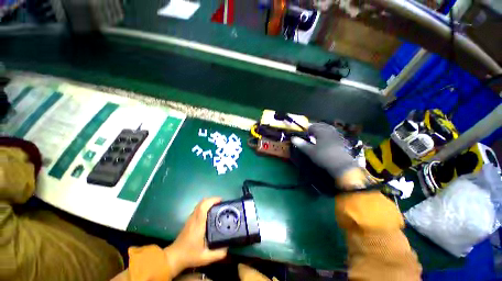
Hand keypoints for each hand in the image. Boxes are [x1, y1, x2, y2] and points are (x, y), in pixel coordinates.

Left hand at [164, 198, 227, 275]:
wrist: (174, 257)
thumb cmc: (190, 256)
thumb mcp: (205, 258)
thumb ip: (218, 253)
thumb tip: (228, 247)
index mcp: (198, 224)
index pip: (204, 206)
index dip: (213, 200)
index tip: (222, 200)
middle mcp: (194, 218)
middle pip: (202, 202)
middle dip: (212, 199)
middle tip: (221, 203)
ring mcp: (190, 218)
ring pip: (199, 204)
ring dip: (209, 202)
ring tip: (217, 206)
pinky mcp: (189, 220)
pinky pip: (198, 208)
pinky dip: (205, 206)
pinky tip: (210, 213)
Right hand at [291, 122, 357, 180]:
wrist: (342, 165)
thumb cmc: (323, 156)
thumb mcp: (310, 151)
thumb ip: (301, 144)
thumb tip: (293, 138)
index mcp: (321, 131)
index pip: (312, 126)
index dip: (306, 129)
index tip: (303, 134)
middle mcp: (329, 130)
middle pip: (321, 126)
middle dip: (314, 128)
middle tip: (309, 134)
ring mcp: (337, 135)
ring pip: (328, 129)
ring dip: (321, 131)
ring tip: (317, 136)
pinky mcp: (341, 141)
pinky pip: (333, 134)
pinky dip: (328, 135)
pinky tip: (326, 140)